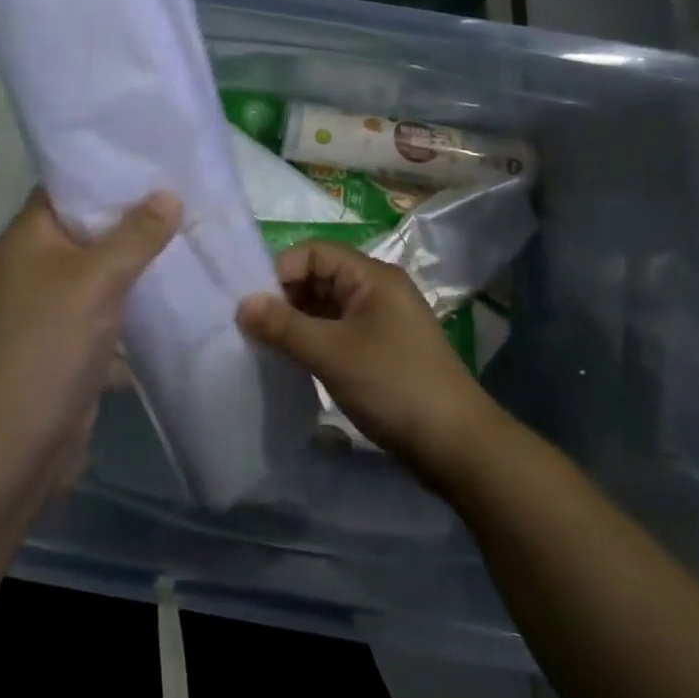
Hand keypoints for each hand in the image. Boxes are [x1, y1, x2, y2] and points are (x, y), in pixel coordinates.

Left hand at [0, 189, 180, 485]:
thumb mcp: (96, 280)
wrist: (16, 440)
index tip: (154, 160)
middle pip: (89, 228)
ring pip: (102, 269)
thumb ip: (135, 236)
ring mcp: (52, 304)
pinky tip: (177, 288)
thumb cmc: (48, 343)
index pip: (68, 188)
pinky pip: (108, 306)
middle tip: (184, 195)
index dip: (108, 172)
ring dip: (139, 259)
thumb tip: (169, 195)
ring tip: (190, 234)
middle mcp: (35, 264)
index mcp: (28, 237)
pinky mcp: (70, 339)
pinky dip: (136, 298)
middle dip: (134, 216)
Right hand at [236, 242, 498, 484]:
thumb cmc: (393, 385)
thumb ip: (284, 326)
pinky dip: (314, 340)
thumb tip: (241, 304)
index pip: (314, 252)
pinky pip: (337, 331)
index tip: (252, 305)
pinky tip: (293, 361)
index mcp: (371, 276)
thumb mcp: (332, 353)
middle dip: (285, 297)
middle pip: (319, 277)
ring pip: (326, 307)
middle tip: (253, 328)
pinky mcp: (381, 350)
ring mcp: (380, 321)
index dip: (280, 271)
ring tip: (267, 346)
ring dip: (297, 322)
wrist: (456, 445)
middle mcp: (376, 290)